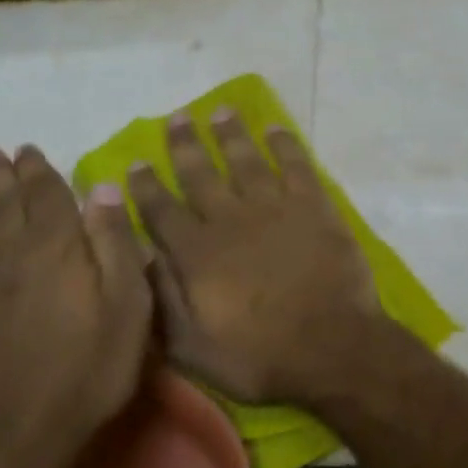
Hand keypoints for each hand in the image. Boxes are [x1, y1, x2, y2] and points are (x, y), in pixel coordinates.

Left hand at [0, 145, 151, 467]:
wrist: (13, 439)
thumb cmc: (87, 370)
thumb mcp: (126, 307)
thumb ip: (116, 244)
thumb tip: (103, 188)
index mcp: (55, 248)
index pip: (45, 195)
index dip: (38, 170)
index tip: (29, 148)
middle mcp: (11, 255)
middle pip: (4, 204)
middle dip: (0, 175)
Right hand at [129, 109, 382, 406]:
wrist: (331, 347)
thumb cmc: (259, 357)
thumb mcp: (193, 349)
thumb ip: (163, 300)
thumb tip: (143, 257)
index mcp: (198, 254)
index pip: (162, 210)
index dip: (146, 185)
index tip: (136, 161)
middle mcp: (231, 220)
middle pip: (201, 174)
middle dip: (185, 144)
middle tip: (177, 117)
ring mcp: (275, 207)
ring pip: (245, 160)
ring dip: (231, 134)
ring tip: (220, 111)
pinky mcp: (313, 205)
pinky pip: (295, 165)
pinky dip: (285, 144)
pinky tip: (275, 128)